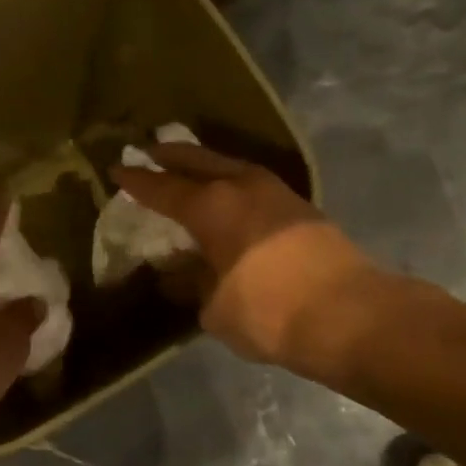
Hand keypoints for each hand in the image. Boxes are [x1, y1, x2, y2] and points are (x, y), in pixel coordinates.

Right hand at [111, 144, 375, 371]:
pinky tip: (228, 194)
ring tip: (188, 166)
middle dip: (171, 155)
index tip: (117, 170)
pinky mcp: (300, 207)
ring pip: (230, 166)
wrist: (349, 315)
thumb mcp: (214, 307)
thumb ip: (192, 283)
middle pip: (198, 160)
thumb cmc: (268, 312)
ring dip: (205, 164)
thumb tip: (179, 275)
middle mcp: (241, 186)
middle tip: (149, 151)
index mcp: (211, 206)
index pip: (163, 188)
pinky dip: (231, 182)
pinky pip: (252, 183)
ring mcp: (276, 192)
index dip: (137, 182)